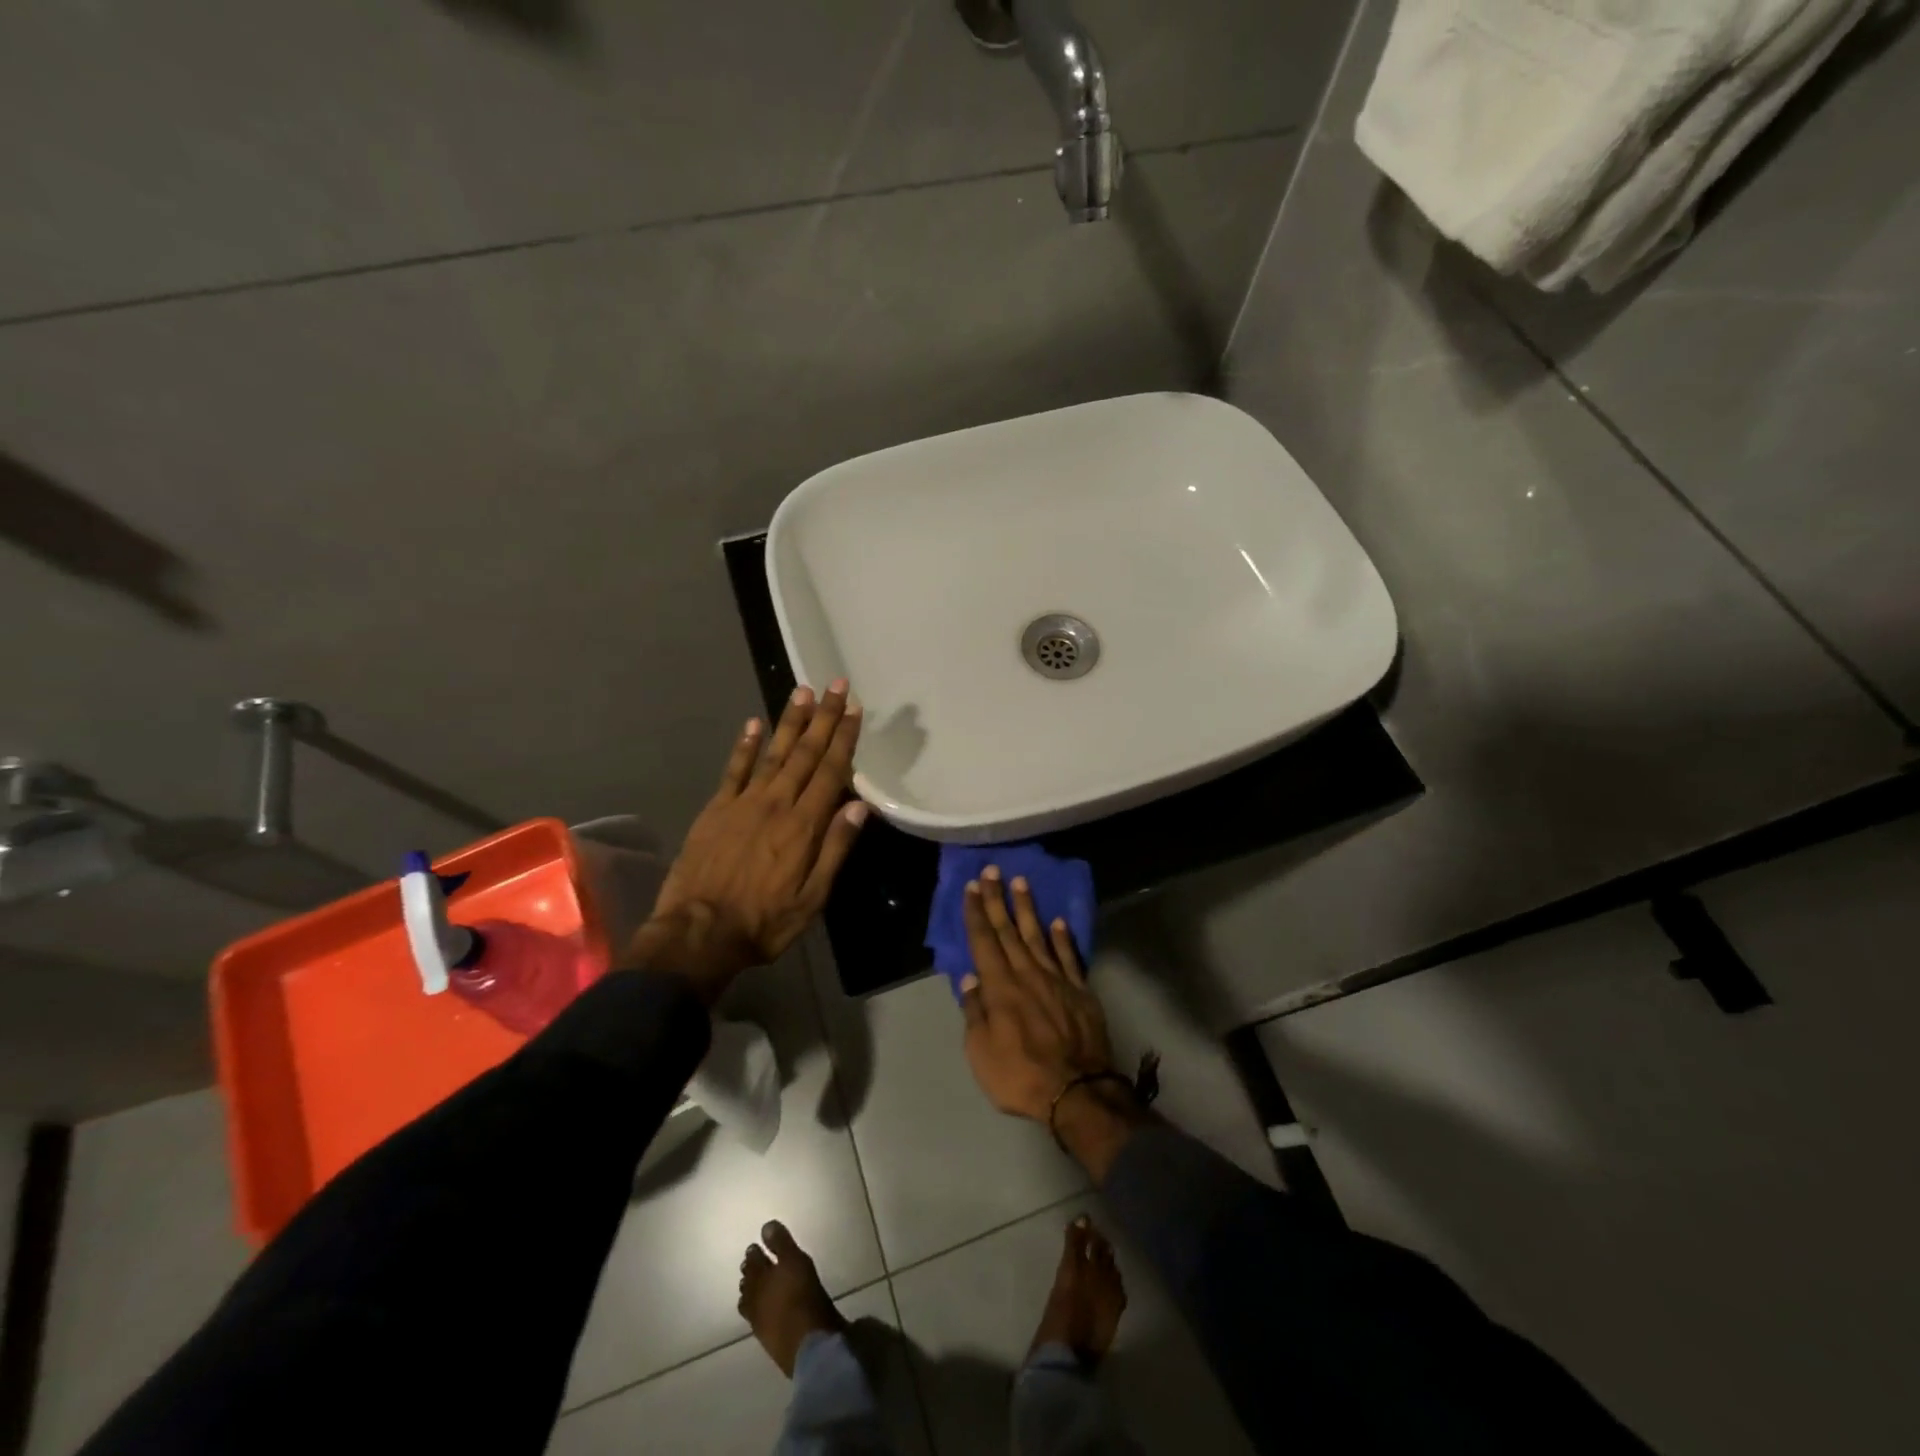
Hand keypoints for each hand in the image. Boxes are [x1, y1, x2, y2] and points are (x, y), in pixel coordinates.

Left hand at [634, 680, 866, 998]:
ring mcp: (743, 803)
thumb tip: (859, 806)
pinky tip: (753, 724)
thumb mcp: (812, 897)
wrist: (698, 933)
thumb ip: (835, 848)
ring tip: (803, 692)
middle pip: (805, 753)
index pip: (830, 771)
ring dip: (790, 721)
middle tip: (835, 685)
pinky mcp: (716, 809)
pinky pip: (733, 770)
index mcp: (803, 825)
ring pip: (773, 753)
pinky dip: (745, 746)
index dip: (844, 738)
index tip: (854, 709)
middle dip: (824, 717)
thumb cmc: (764, 922)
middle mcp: (776, 803)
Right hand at [959, 867, 1115, 1120]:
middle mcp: (1027, 974)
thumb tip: (970, 980)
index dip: (977, 913)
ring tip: (1021, 882)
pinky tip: (1058, 922)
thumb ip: (975, 1013)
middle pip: (1009, 930)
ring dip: (1028, 908)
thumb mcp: (981, 1053)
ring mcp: (1057, 979)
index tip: (972, 887)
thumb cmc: (1020, 1075)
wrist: (1077, 1092)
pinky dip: (1062, 938)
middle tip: (993, 870)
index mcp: (1000, 987)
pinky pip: (1070, 957)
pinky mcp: (1080, 991)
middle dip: (998, 899)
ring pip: (1038, 935)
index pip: (984, 941)